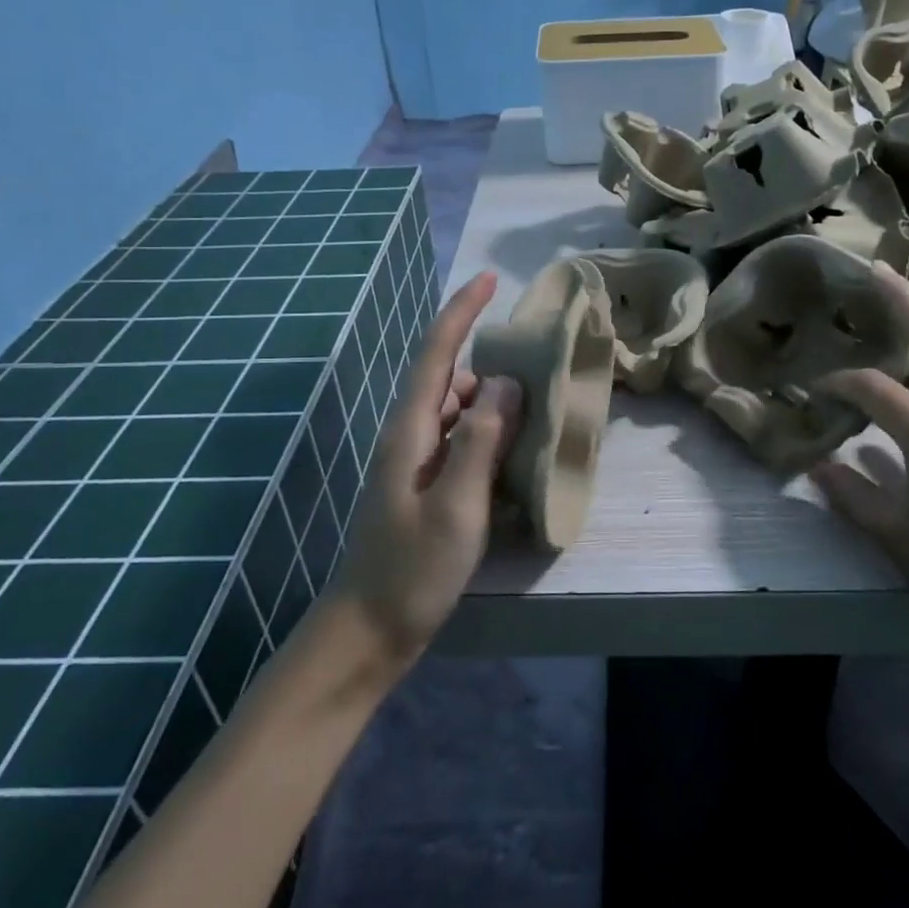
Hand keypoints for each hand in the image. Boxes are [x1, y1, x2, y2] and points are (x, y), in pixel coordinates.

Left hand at [328, 272, 522, 660]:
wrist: (368, 630)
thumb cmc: (412, 569)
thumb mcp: (456, 505)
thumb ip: (481, 440)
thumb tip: (505, 381)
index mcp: (411, 429)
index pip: (437, 353)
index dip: (462, 311)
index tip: (491, 277)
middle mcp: (410, 435)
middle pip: (451, 378)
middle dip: (491, 362)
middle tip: (539, 367)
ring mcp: (416, 461)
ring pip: (459, 411)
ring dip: (493, 402)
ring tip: (536, 410)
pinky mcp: (425, 485)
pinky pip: (462, 441)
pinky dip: (489, 434)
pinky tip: (515, 453)